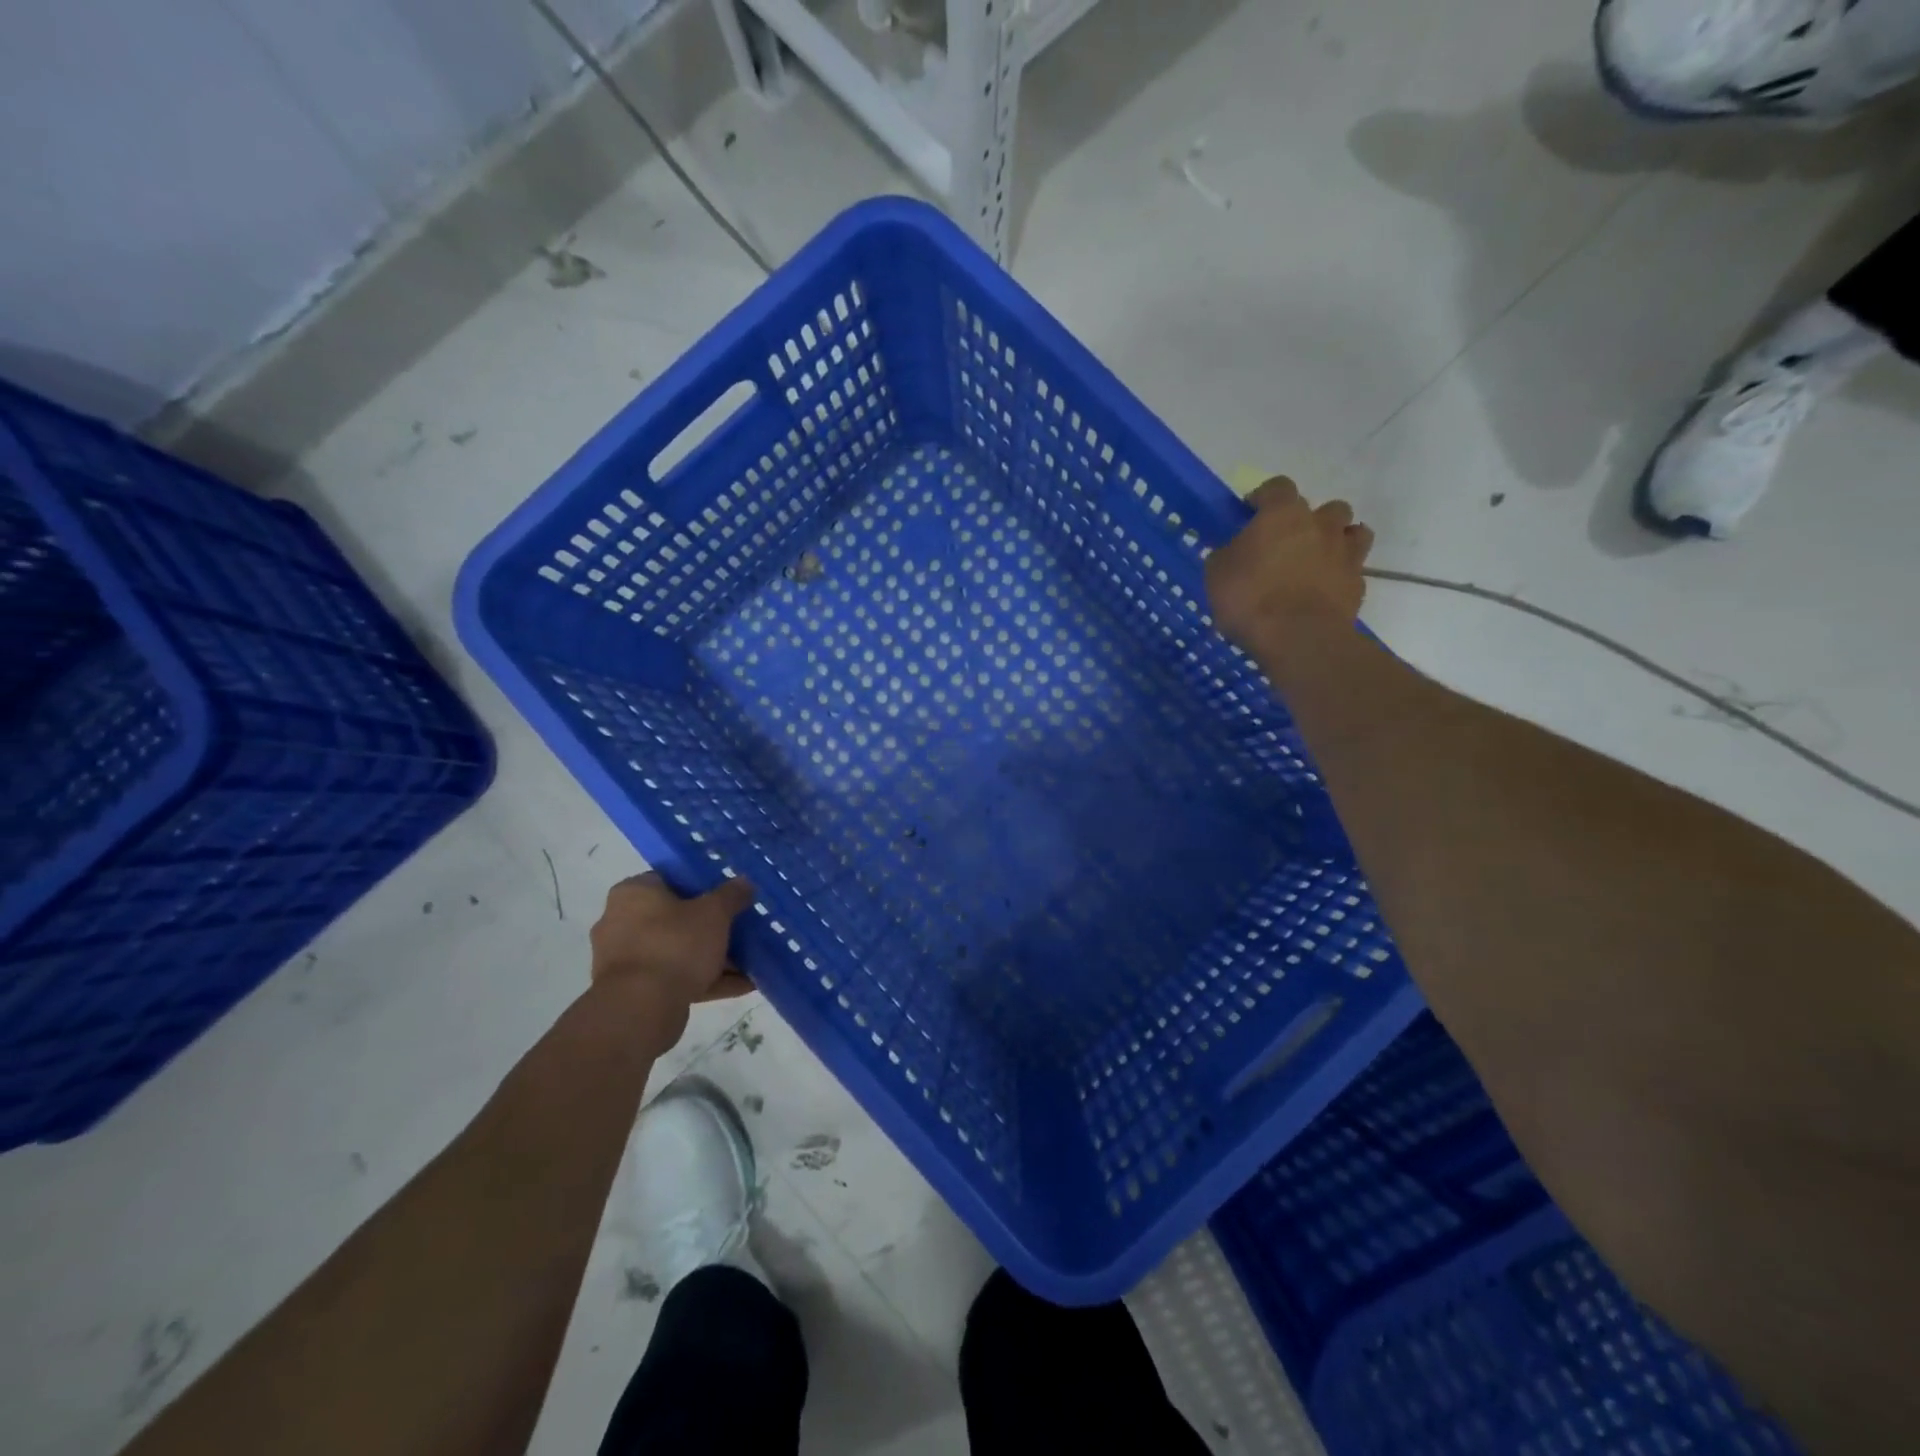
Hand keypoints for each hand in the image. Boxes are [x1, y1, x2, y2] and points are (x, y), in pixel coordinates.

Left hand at [589, 874, 755, 1047]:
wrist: (641, 1009)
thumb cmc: (675, 944)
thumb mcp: (714, 912)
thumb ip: (731, 895)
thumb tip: (744, 882)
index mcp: (633, 893)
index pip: (670, 879)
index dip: (702, 885)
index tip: (728, 895)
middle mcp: (621, 922)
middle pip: (676, 917)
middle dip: (711, 926)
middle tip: (741, 928)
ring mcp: (626, 960)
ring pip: (679, 951)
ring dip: (713, 956)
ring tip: (750, 961)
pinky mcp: (634, 992)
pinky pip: (676, 978)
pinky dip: (706, 980)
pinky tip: (743, 985)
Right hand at [1205, 476, 1373, 654]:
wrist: (1299, 638)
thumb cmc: (1250, 598)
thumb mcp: (1217, 574)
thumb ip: (1228, 554)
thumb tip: (1233, 551)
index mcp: (1283, 514)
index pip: (1277, 487)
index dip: (1264, 497)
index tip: (1251, 512)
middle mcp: (1320, 524)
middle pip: (1324, 507)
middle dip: (1308, 520)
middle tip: (1287, 542)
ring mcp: (1345, 552)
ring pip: (1352, 532)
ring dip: (1336, 540)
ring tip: (1316, 560)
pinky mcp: (1358, 583)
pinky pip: (1353, 568)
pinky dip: (1340, 574)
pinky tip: (1324, 590)